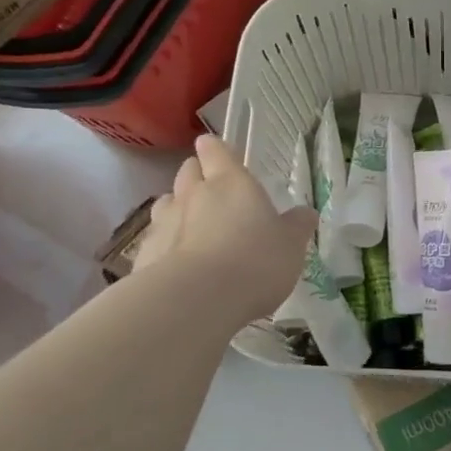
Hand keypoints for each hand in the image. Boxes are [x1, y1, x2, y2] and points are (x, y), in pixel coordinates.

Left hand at [130, 135, 316, 321]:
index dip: (216, 150)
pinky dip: (166, 244)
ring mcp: (164, 223)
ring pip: (167, 202)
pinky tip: (178, 263)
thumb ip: (297, 226)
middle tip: (212, 191)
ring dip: (178, 208)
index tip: (218, 153)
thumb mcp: (291, 245)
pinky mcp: (145, 254)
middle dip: (197, 175)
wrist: (196, 301)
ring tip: (192, 226)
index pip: (216, 151)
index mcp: (231, 182)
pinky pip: (155, 238)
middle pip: (188, 171)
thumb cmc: (254, 262)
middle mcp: (194, 194)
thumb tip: (305, 213)